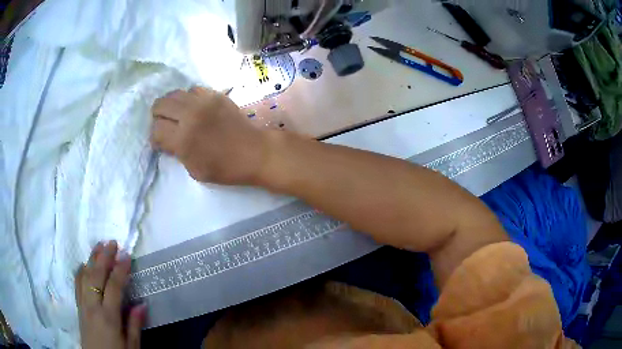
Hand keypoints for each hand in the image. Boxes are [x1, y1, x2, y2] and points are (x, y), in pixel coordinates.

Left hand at [75, 241, 145, 348]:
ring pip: (84, 276)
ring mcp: (83, 305)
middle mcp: (92, 306)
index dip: (120, 270)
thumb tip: (142, 303)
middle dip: (104, 257)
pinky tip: (84, 264)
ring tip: (98, 246)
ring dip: (91, 259)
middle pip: (96, 276)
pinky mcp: (78, 306)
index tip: (126, 255)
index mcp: (108, 317)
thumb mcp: (131, 346)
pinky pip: (77, 284)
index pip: (114, 287)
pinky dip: (80, 270)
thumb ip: (135, 325)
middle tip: (112, 242)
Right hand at [151, 87, 268, 184]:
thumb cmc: (225, 168)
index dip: (154, 137)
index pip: (156, 129)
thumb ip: (176, 153)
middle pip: (160, 105)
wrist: (254, 152)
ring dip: (171, 105)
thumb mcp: (194, 170)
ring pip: (174, 93)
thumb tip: (166, 140)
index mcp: (183, 139)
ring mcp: (203, 101)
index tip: (160, 142)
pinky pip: (193, 89)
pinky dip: (188, 98)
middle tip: (164, 125)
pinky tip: (193, 108)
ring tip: (176, 115)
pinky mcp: (215, 95)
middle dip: (157, 116)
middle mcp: (189, 115)